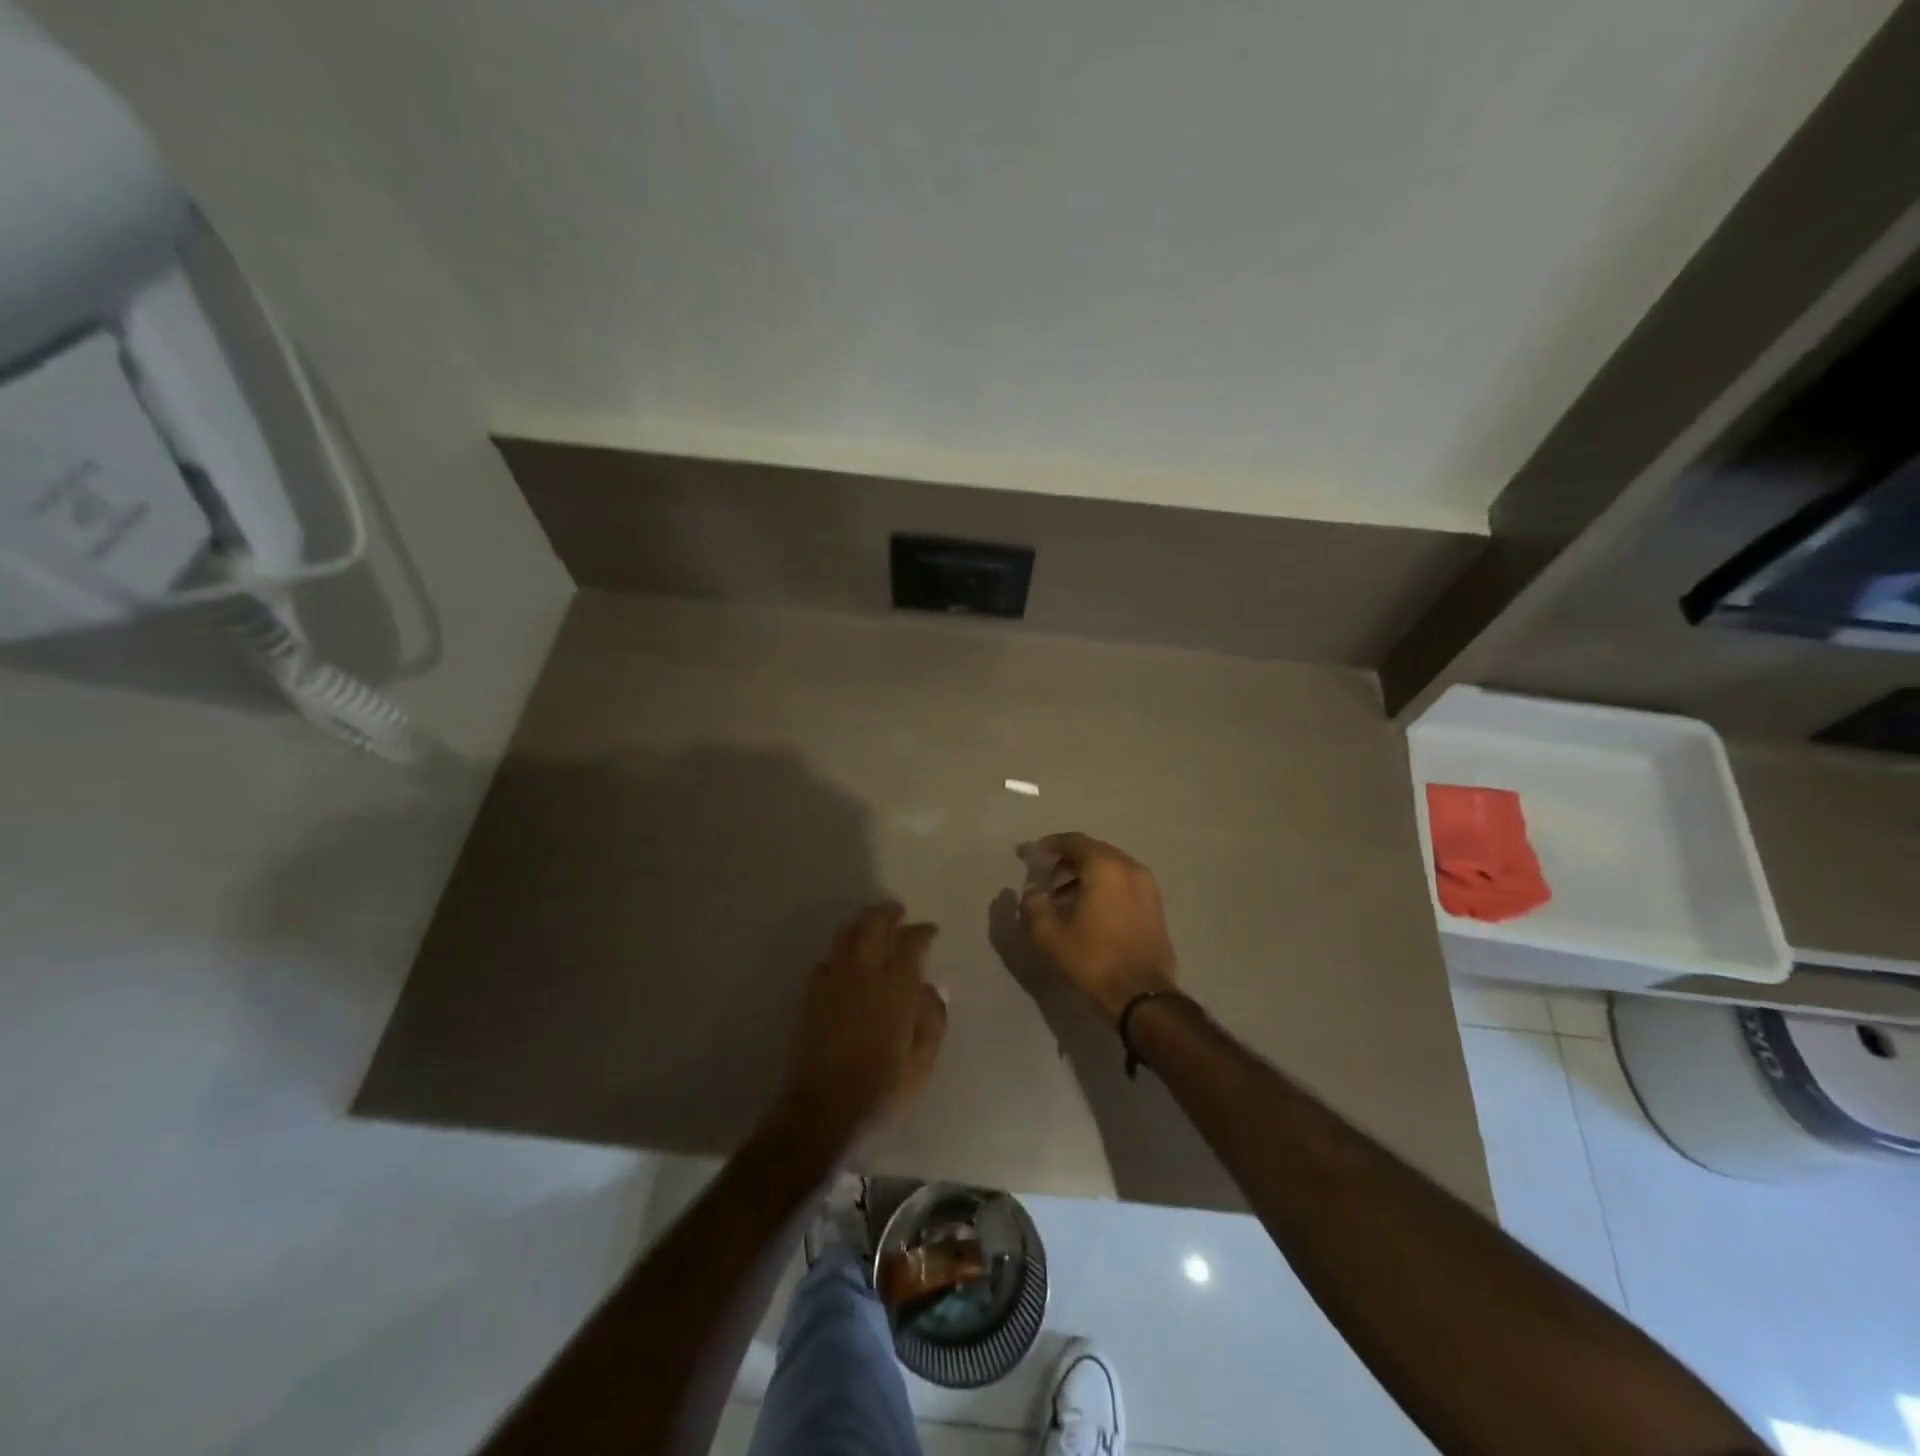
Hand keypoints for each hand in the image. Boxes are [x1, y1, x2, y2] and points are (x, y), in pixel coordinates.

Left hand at [778, 904, 948, 1143]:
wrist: (823, 1108)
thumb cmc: (882, 1089)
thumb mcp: (923, 1061)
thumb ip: (932, 1019)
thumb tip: (933, 987)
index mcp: (896, 986)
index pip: (911, 942)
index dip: (922, 931)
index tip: (930, 930)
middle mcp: (864, 972)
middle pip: (874, 924)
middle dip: (888, 913)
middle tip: (898, 912)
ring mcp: (833, 980)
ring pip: (845, 935)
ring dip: (860, 925)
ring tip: (870, 927)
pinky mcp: (811, 994)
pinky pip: (825, 961)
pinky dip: (838, 956)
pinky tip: (843, 965)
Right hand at [1018, 833, 1177, 1023]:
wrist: (1142, 996)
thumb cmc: (1093, 959)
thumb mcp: (1050, 934)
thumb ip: (1033, 905)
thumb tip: (1032, 892)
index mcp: (1105, 866)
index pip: (1073, 841)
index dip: (1050, 846)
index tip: (1032, 856)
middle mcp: (1130, 867)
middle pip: (1093, 852)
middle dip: (1067, 862)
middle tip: (1045, 878)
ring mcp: (1148, 886)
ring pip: (1110, 869)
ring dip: (1085, 876)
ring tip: (1062, 899)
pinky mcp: (1155, 906)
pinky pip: (1123, 884)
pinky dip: (1104, 888)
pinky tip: (1088, 911)